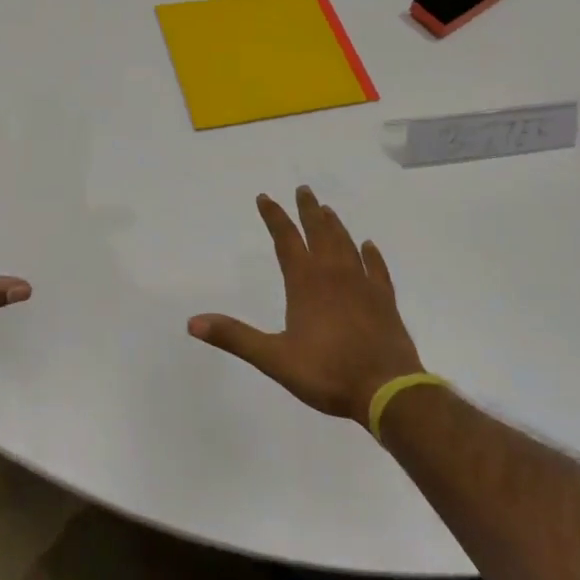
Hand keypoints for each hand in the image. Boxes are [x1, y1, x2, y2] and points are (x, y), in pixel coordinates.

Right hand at [188, 187, 422, 424]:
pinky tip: (369, 246)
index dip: (274, 217)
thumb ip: (235, 337)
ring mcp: (362, 284)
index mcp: (305, 282)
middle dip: (308, 210)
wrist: (387, 389)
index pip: (285, 239)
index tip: (264, 197)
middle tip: (303, 189)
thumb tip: (192, 322)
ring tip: (327, 210)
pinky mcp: (384, 300)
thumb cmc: (327, 372)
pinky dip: (371, 255)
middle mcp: (334, 274)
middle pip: (319, 232)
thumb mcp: (274, 358)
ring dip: (335, 225)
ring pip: (346, 244)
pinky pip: (377, 269)